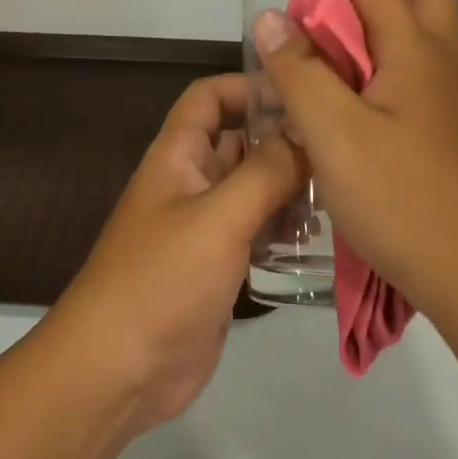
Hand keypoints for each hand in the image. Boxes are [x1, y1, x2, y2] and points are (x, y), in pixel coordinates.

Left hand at [47, 75, 304, 437]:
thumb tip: (306, 131)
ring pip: (252, 186)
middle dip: (282, 138)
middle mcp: (191, 182)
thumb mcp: (219, 218)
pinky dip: (283, 226)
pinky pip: (256, 229)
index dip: (248, 86)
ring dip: (289, 185)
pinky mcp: (218, 265)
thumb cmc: (162, 279)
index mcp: (178, 156)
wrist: (117, 372)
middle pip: (239, 141)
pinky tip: (319, 235)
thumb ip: (266, 172)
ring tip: (339, 190)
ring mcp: (205, 225)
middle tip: (338, 145)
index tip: (300, 94)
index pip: (210, 96)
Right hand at [253, 0, 457, 315]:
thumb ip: (301, 75)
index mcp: (411, 53)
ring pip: (431, 25)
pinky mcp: (446, 131)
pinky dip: (402, 36)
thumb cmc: (403, 196)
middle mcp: (437, 64)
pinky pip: (422, 62)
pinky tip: (381, 63)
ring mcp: (447, 99)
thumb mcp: (335, 133)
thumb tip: (273, 20)